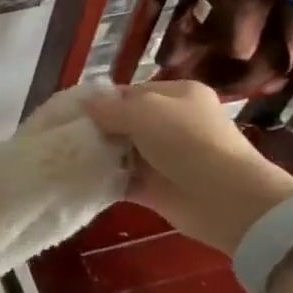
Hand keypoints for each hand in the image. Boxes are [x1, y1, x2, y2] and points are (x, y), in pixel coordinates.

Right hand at [81, 80, 292, 255]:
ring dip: (99, 155)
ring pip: (123, 151)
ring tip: (66, 156)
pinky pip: (125, 180)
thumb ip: (109, 108)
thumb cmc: (186, 141)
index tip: (72, 111)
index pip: (131, 92)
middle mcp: (174, 123)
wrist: (227, 199)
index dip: (102, 100)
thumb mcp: (142, 111)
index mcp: (178, 95)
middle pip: (125, 122)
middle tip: (65, 135)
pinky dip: (106, 180)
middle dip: (97, 129)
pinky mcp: (159, 188)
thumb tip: (85, 105)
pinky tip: (81, 177)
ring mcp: (167, 157)